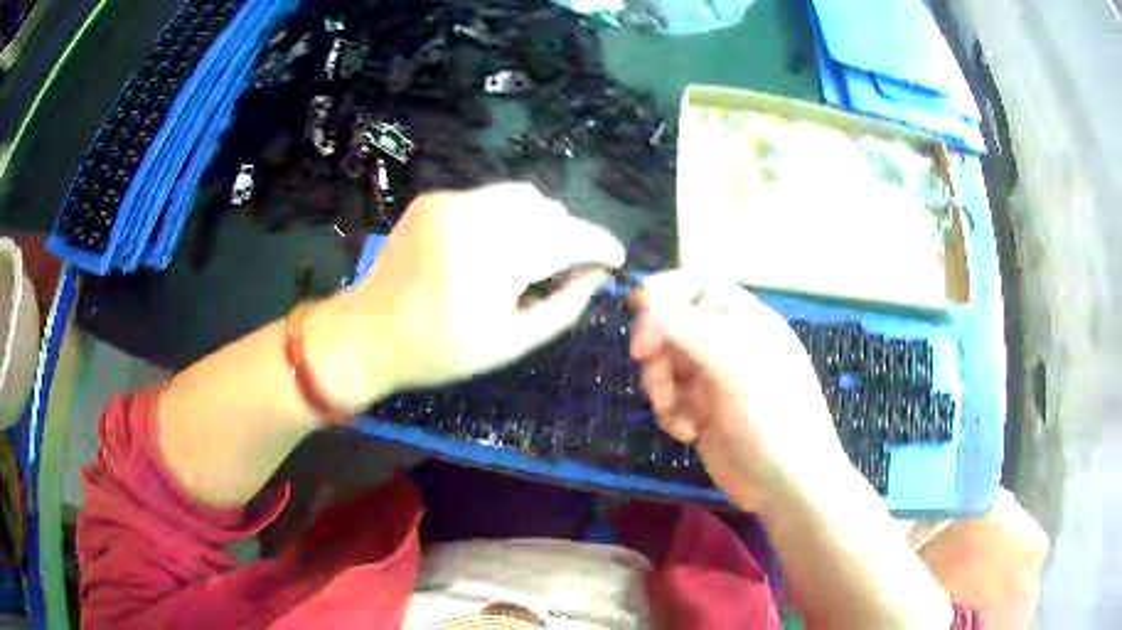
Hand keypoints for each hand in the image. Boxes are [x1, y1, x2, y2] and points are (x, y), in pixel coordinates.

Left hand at [310, 184, 624, 408]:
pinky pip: (486, 197)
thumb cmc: (440, 350)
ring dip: (536, 222)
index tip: (616, 258)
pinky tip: (486, 246)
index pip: (567, 238)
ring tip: (526, 256)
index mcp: (494, 261)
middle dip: (565, 236)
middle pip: (547, 210)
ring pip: (520, 195)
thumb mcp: (510, 343)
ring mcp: (449, 203)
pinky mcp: (433, 199)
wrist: (369, 333)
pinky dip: (501, 217)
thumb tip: (596, 277)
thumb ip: (562, 308)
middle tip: (561, 268)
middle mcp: (473, 218)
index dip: (599, 244)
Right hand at [629, 270, 851, 511]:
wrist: (786, 485)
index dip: (665, 292)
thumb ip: (685, 327)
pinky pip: (669, 398)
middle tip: (648, 365)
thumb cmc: (772, 417)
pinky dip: (669, 413)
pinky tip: (688, 433)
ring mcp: (714, 379)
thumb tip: (642, 295)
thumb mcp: (732, 365)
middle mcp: (728, 343)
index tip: (638, 311)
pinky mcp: (702, 411)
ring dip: (660, 385)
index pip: (698, 284)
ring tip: (675, 411)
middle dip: (657, 347)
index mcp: (744, 320)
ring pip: (665, 363)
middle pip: (672, 324)